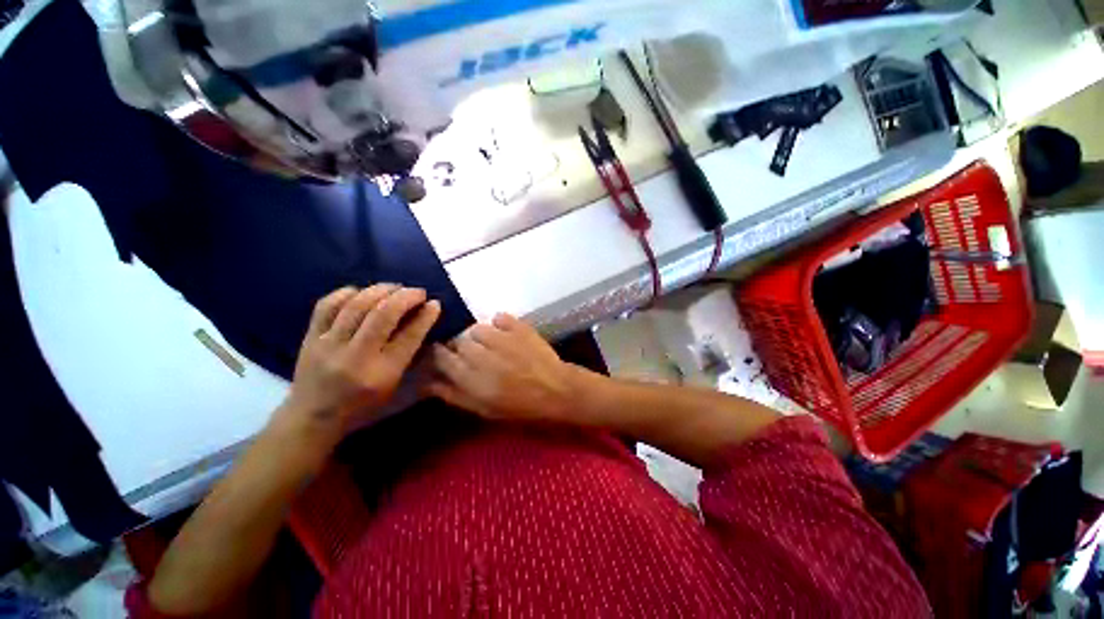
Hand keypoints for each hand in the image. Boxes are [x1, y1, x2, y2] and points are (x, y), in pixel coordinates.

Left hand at [272, 285, 440, 442]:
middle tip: (417, 292)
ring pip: (357, 304)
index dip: (425, 316)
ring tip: (394, 288)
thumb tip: (422, 320)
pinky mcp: (310, 337)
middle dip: (405, 296)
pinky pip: (327, 305)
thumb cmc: (363, 405)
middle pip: (384, 314)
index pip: (409, 336)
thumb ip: (409, 354)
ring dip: (381, 290)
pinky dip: (348, 293)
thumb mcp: (394, 385)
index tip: (434, 303)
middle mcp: (356, 356)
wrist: (313, 417)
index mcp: (382, 373)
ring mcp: (329, 345)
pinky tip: (361, 292)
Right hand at [428, 313, 592, 422]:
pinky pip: (500, 318)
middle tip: (476, 355)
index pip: (443, 358)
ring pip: (477, 329)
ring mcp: (502, 339)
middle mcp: (483, 356)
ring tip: (494, 345)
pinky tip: (507, 333)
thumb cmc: (520, 406)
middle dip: (462, 347)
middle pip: (459, 341)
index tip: (445, 354)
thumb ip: (455, 395)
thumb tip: (426, 383)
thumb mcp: (484, 409)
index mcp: (472, 379)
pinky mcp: (519, 327)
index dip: (441, 354)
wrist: (556, 389)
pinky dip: (500, 324)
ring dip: (481, 336)